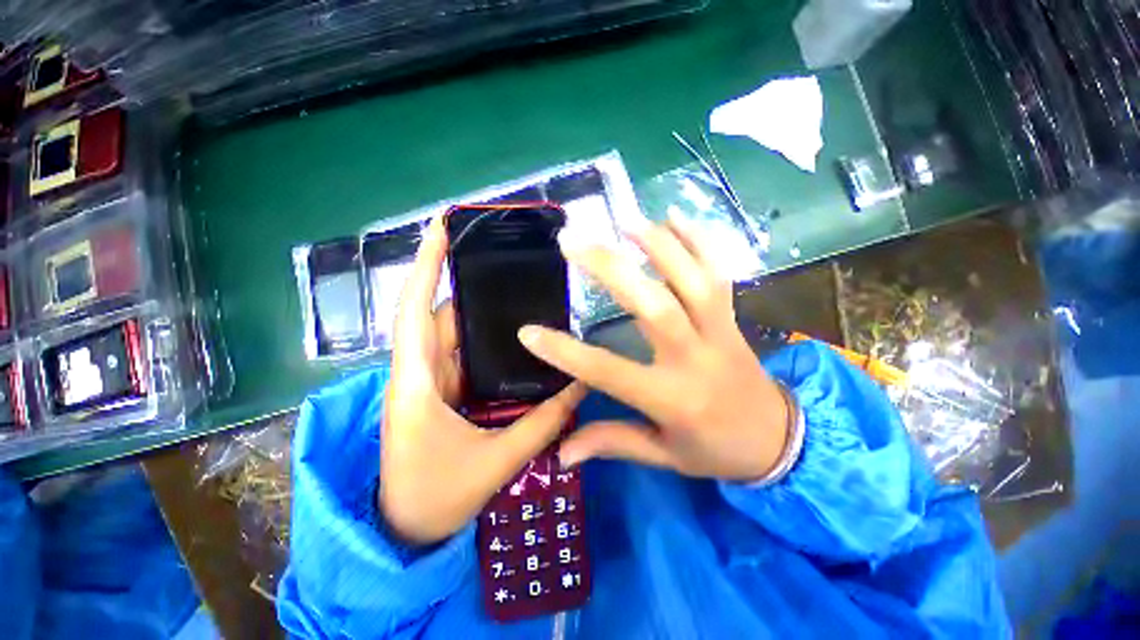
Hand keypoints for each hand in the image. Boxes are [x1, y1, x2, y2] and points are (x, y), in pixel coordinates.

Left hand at [380, 216, 585, 544]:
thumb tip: (581, 386)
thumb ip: (543, 423)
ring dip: (480, 314)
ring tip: (518, 294)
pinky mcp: (440, 391)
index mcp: (417, 382)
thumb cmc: (437, 498)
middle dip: (469, 287)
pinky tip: (511, 336)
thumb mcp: (496, 461)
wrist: (406, 530)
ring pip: (453, 334)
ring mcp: (429, 381)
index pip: (414, 311)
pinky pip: (462, 354)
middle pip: (441, 315)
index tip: (440, 228)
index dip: (425, 266)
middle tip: (509, 264)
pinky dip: (483, 341)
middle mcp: (418, 372)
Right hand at [518, 214, 789, 481]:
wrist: (779, 440)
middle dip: (611, 271)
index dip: (565, 352)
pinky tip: (674, 216)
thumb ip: (613, 443)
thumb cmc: (716, 451)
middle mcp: (695, 357)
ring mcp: (719, 331)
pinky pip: (719, 272)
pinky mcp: (734, 316)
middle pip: (654, 306)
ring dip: (658, 245)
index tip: (529, 332)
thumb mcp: (664, 456)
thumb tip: (560, 452)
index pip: (608, 371)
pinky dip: (699, 240)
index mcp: (672, 399)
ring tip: (624, 220)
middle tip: (574, 243)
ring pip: (692, 279)